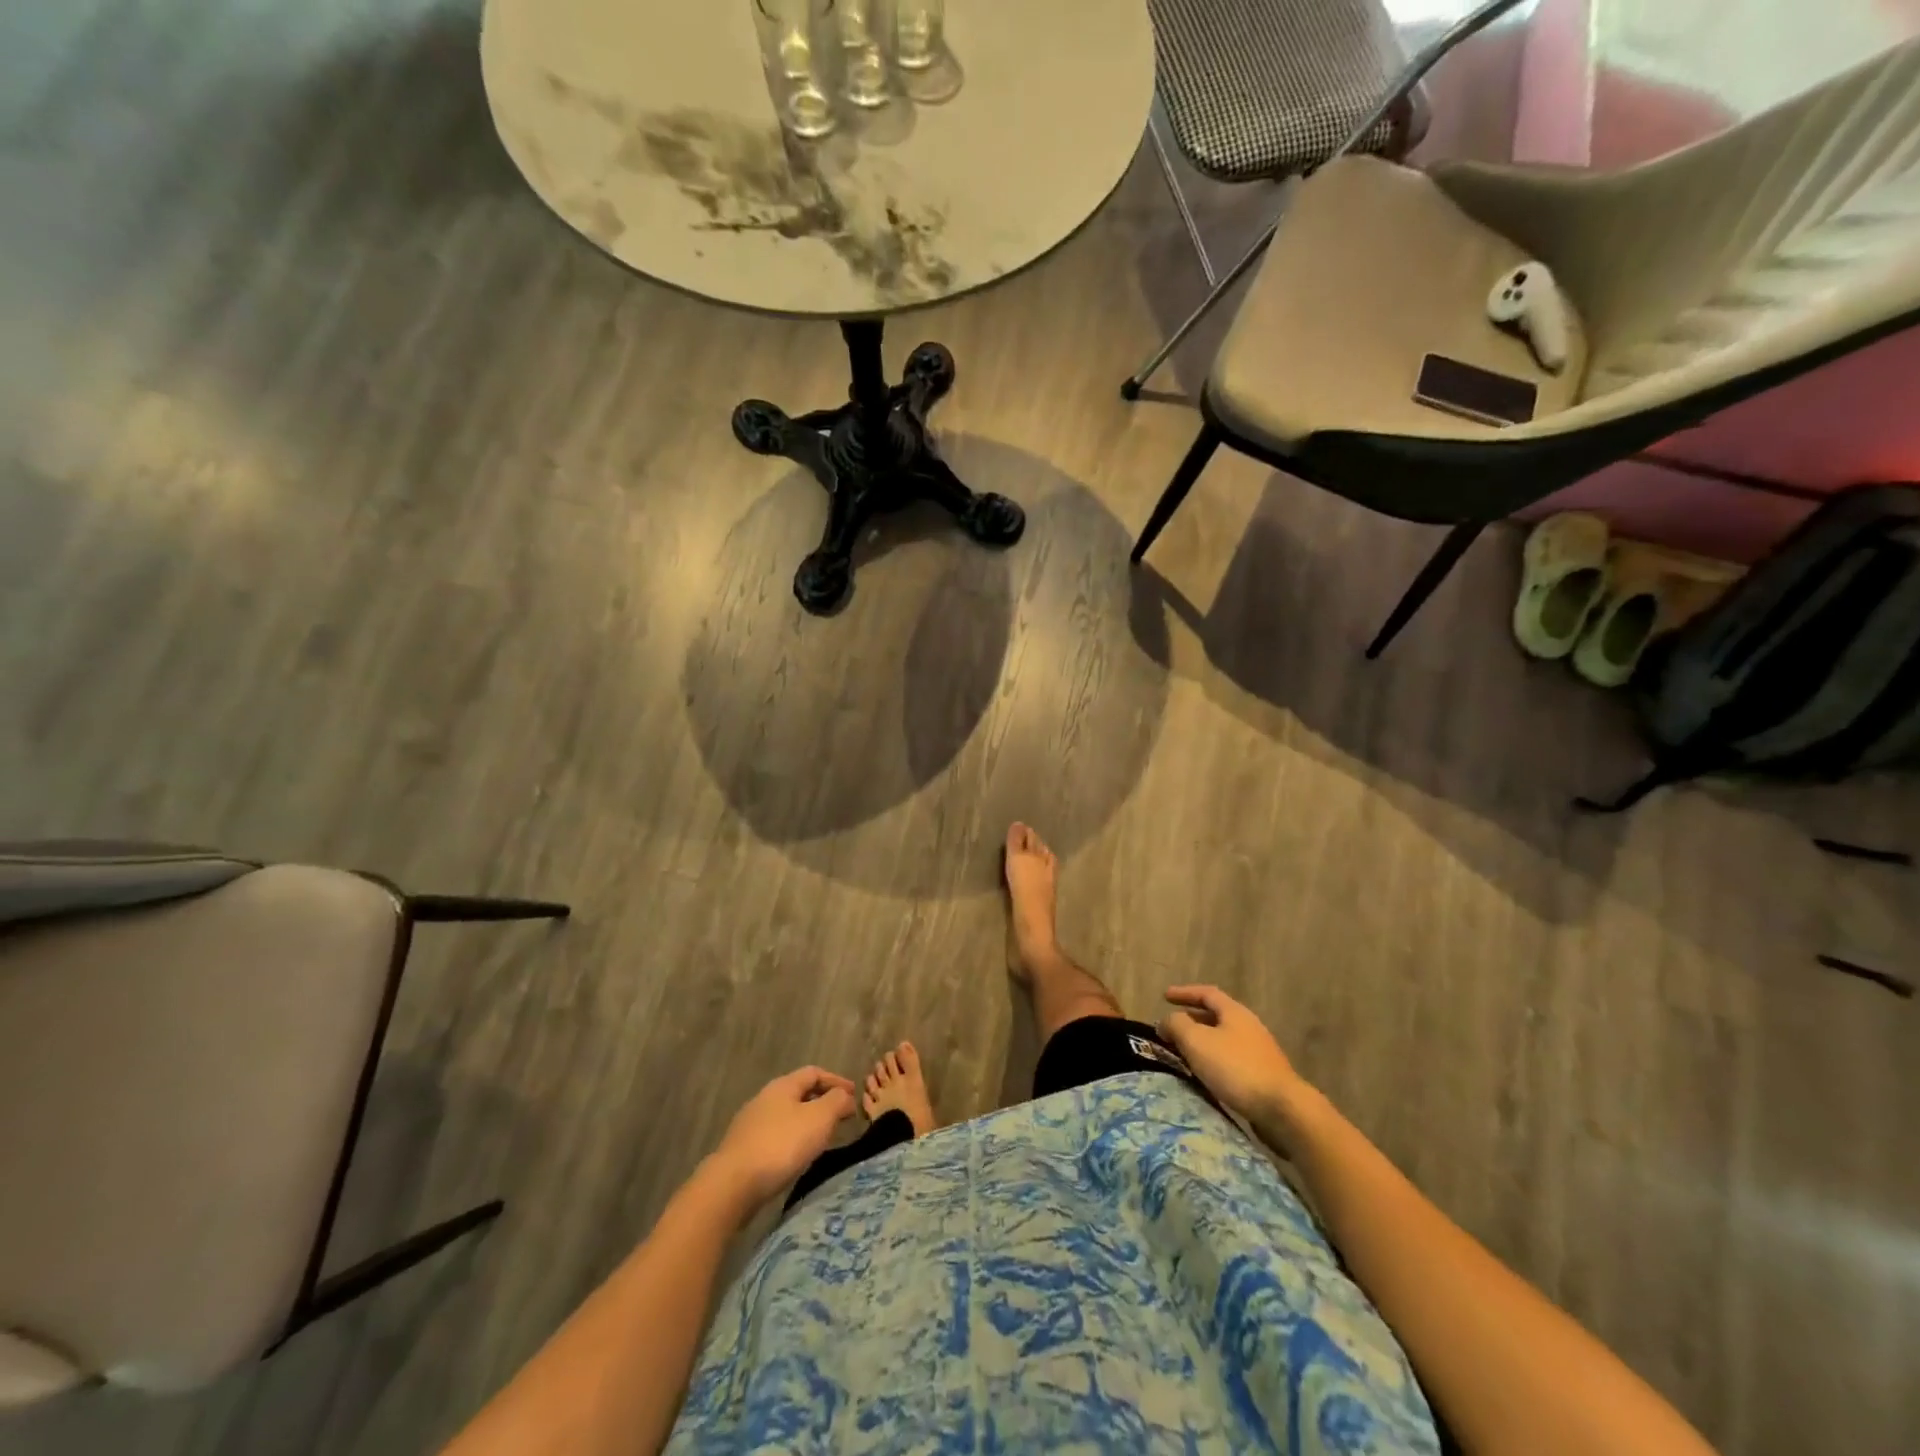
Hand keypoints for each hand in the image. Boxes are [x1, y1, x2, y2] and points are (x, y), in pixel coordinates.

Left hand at [708, 1067, 857, 1208]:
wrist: (732, 1185)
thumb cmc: (781, 1145)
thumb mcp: (819, 1119)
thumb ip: (837, 1102)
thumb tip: (844, 1096)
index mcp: (782, 1086)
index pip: (814, 1073)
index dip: (836, 1080)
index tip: (854, 1094)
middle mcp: (764, 1099)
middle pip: (798, 1093)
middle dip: (821, 1102)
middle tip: (840, 1117)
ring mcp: (750, 1125)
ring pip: (786, 1116)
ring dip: (806, 1123)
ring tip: (822, 1139)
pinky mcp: (742, 1150)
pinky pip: (775, 1137)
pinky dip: (792, 1140)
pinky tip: (796, 1157)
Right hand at [1159, 985, 1309, 1130]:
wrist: (1283, 1110)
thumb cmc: (1236, 1068)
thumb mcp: (1197, 1041)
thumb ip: (1177, 1025)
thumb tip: (1166, 1020)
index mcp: (1235, 1012)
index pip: (1206, 993)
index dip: (1184, 993)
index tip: (1164, 996)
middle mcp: (1249, 1027)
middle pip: (1216, 1016)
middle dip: (1192, 1019)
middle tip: (1170, 1028)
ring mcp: (1259, 1052)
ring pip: (1223, 1040)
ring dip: (1202, 1042)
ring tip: (1183, 1053)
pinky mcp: (1263, 1076)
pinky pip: (1231, 1060)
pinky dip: (1213, 1061)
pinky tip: (1204, 1075)